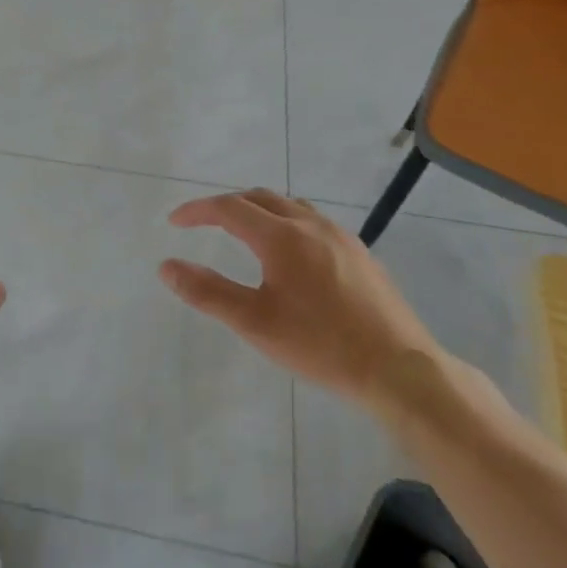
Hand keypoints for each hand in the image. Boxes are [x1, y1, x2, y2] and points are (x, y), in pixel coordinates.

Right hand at [160, 189, 440, 406]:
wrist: (401, 370)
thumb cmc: (321, 345)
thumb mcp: (254, 323)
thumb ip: (207, 292)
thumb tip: (166, 267)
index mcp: (281, 237)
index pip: (229, 208)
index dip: (197, 210)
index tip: (174, 222)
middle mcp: (310, 225)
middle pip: (260, 198)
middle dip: (227, 205)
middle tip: (204, 223)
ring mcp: (340, 236)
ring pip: (290, 206)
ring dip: (259, 210)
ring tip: (243, 232)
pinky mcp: (360, 253)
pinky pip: (313, 221)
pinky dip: (286, 222)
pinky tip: (289, 254)